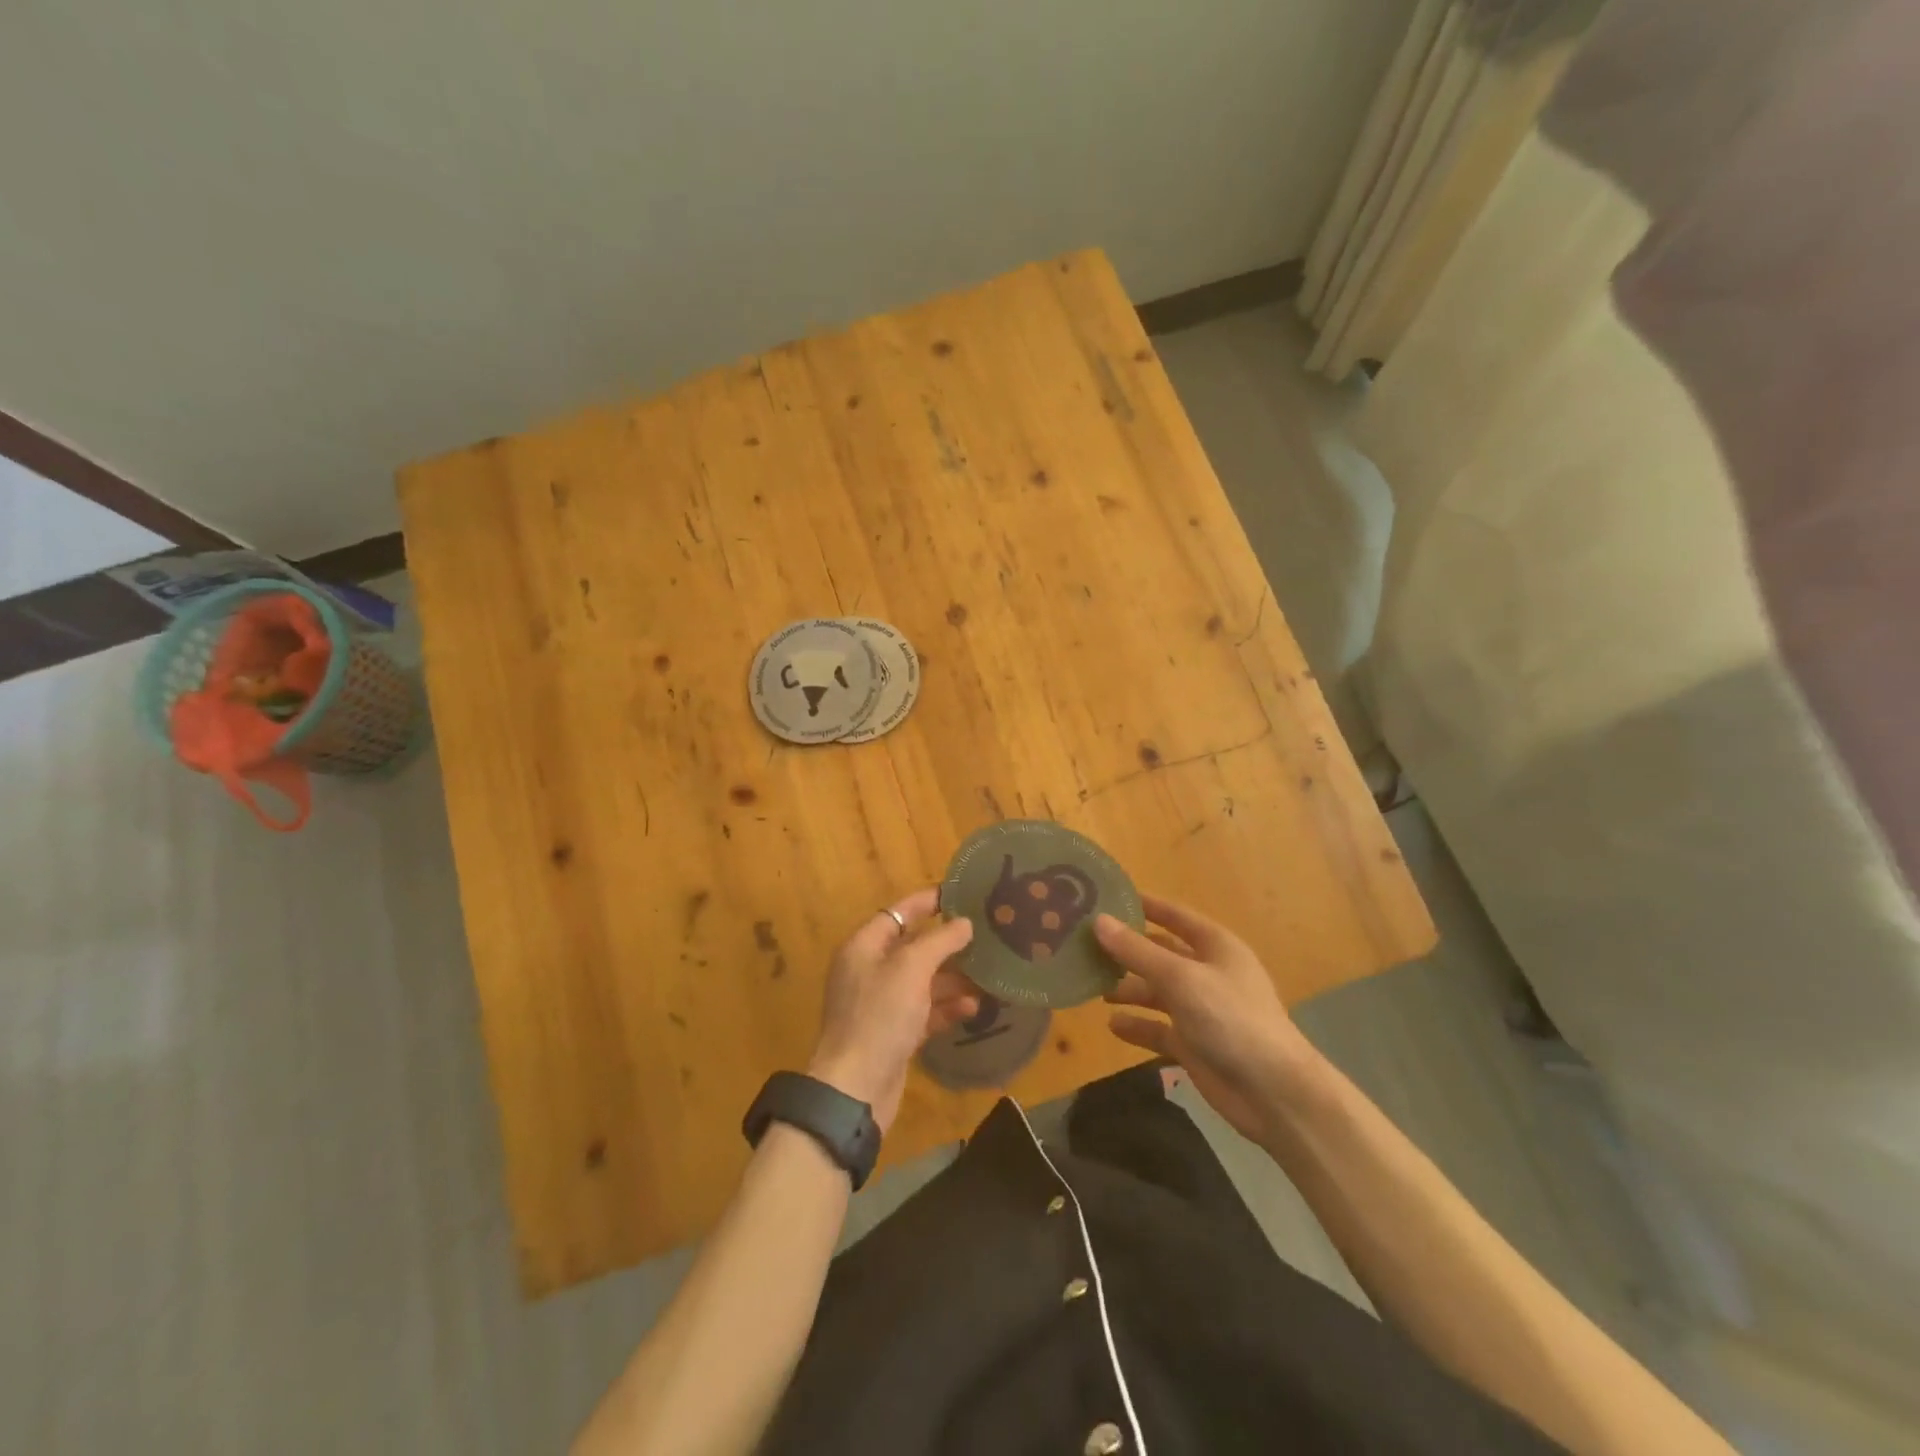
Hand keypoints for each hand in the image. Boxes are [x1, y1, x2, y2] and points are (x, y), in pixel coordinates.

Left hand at [808, 888, 978, 1131]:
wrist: (856, 1089)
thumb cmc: (880, 1016)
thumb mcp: (911, 969)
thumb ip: (940, 942)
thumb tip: (964, 923)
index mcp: (864, 947)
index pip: (898, 913)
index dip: (927, 902)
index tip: (960, 893)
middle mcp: (870, 970)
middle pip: (913, 947)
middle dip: (948, 943)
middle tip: (985, 935)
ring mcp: (881, 1004)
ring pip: (922, 981)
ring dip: (953, 977)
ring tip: (988, 973)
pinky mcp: (894, 1033)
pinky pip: (924, 1010)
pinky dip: (947, 1007)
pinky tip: (974, 1006)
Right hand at [1095, 896, 1323, 1144]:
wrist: (1273, 1093)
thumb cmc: (1231, 1019)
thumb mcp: (1180, 978)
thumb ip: (1137, 951)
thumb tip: (1098, 921)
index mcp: (1215, 946)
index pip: (1174, 915)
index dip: (1144, 905)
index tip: (1107, 896)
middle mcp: (1208, 972)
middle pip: (1160, 953)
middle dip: (1127, 950)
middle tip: (1085, 945)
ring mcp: (1201, 1010)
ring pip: (1156, 990)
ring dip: (1128, 988)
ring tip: (1093, 987)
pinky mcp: (1194, 1044)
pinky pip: (1158, 1028)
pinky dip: (1138, 1025)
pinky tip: (1112, 1025)